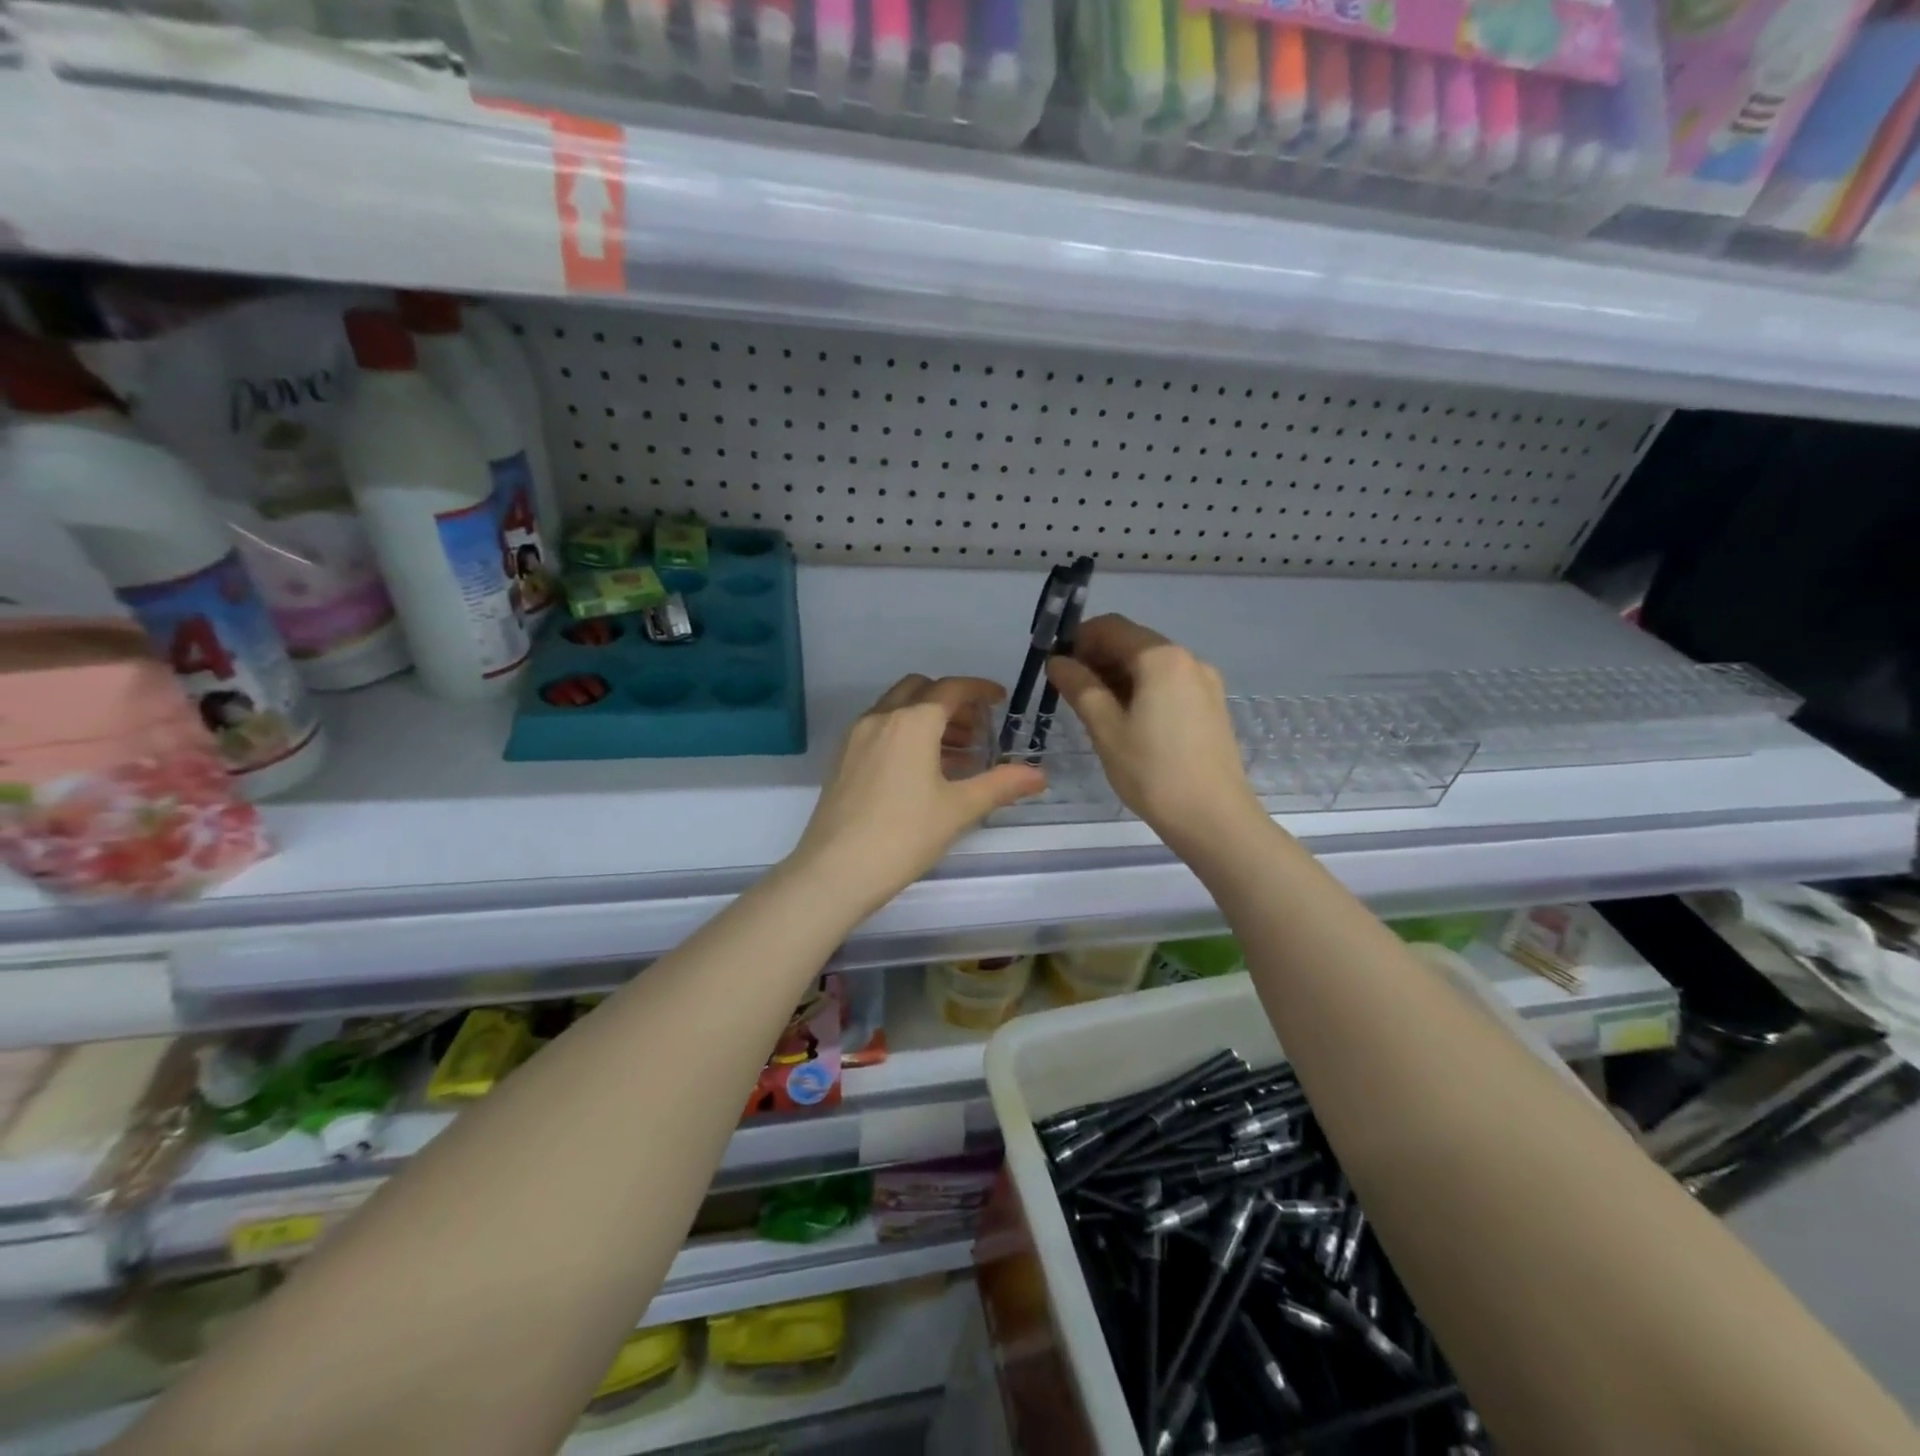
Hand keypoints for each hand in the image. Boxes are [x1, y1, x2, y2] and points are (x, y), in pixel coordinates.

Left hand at [789, 675, 1045, 915]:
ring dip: (927, 718)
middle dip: (951, 701)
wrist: (835, 870)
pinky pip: (880, 730)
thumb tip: (1039, 775)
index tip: (999, 699)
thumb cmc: (904, 835)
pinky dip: (905, 734)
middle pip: (920, 690)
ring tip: (956, 755)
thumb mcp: (959, 810)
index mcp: (912, 722)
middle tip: (976, 730)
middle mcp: (880, 718)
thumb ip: (1001, 785)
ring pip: (897, 709)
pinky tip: (921, 771)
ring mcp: (856, 737)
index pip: (951, 689)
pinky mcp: (842, 759)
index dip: (979, 689)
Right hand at [1046, 615, 1264, 849]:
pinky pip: (1169, 684)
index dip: (1078, 640)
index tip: (1058, 669)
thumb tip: (1058, 662)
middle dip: (1098, 659)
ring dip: (1118, 677)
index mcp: (1161, 658)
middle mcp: (1188, 659)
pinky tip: (1128, 723)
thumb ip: (1080, 688)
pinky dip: (1142, 691)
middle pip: (1133, 643)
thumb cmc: (1153, 772)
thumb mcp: (1106, 729)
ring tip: (1096, 713)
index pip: (1111, 627)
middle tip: (1071, 694)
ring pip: (1151, 665)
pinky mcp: (1211, 706)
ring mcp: (1205, 683)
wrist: (1214, 819)